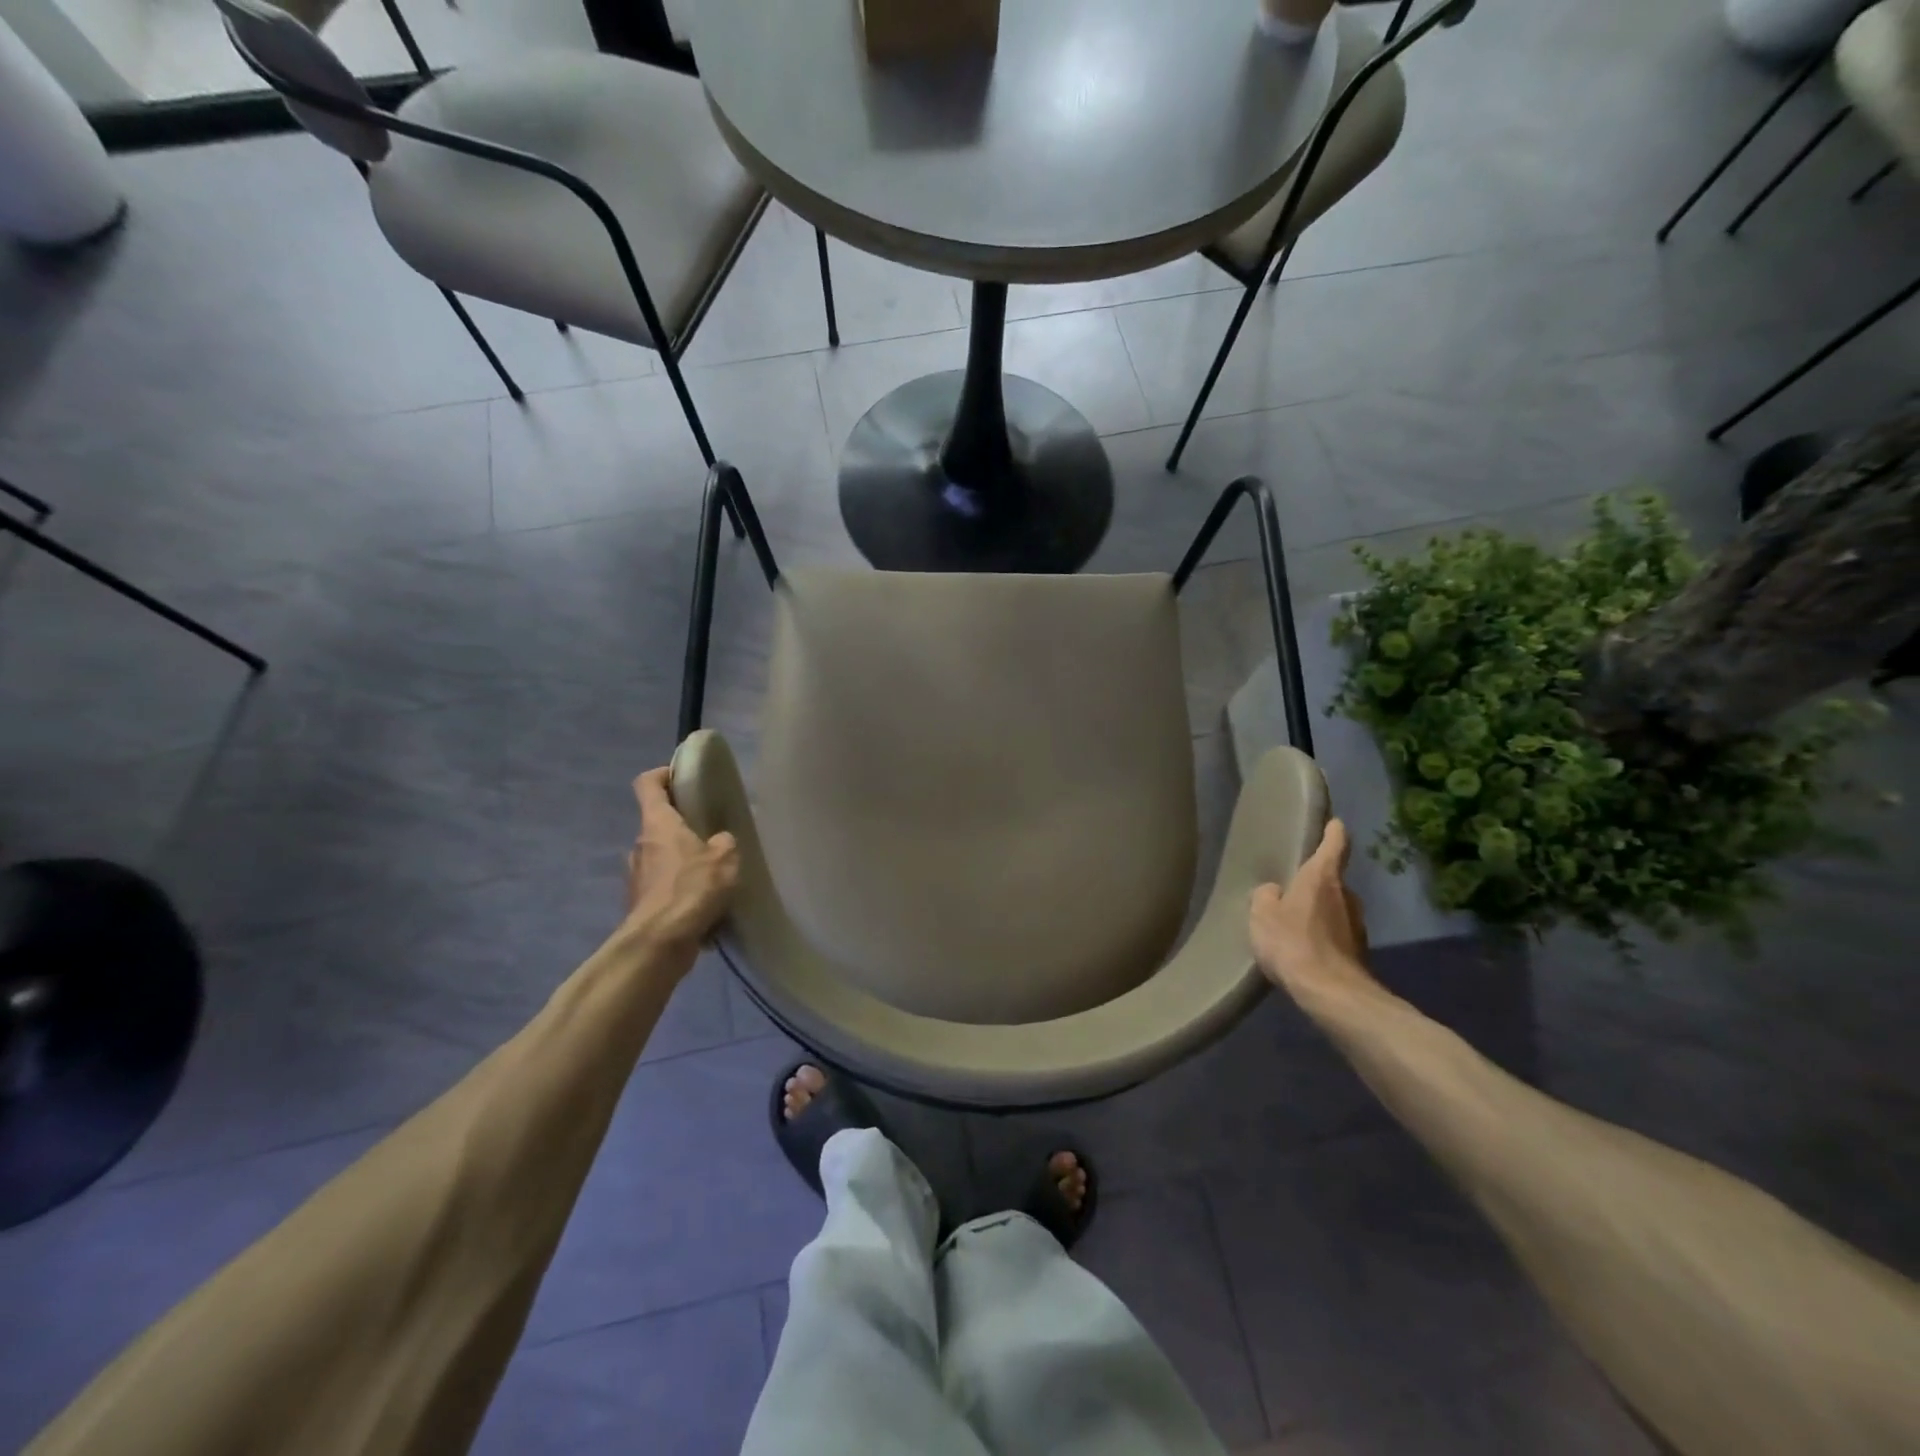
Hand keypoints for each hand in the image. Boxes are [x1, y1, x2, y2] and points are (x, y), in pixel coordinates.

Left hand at [624, 768, 738, 950]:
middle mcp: (641, 845)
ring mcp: (637, 877)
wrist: (659, 943)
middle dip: (683, 826)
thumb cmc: (691, 888)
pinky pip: (664, 888)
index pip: (648, 784)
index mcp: (658, 824)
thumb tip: (719, 842)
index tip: (682, 776)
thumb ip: (724, 842)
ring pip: (662, 858)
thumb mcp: (725, 858)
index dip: (662, 774)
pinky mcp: (641, 904)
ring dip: (683, 861)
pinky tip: (704, 904)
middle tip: (712, 833)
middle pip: (658, 823)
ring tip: (712, 874)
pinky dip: (681, 891)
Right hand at [1250, 819, 1377, 1005]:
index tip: (1333, 823)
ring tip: (1295, 923)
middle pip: (1333, 880)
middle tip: (1294, 888)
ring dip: (1320, 912)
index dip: (1334, 831)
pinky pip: (1337, 935)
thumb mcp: (1262, 914)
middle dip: (1317, 882)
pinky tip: (1305, 950)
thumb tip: (1274, 892)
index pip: (1335, 844)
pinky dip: (1324, 937)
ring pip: (1336, 909)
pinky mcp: (1358, 952)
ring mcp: (1357, 925)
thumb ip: (1266, 896)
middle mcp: (1346, 895)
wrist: (1331, 993)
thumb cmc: (1293, 942)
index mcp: (1323, 877)